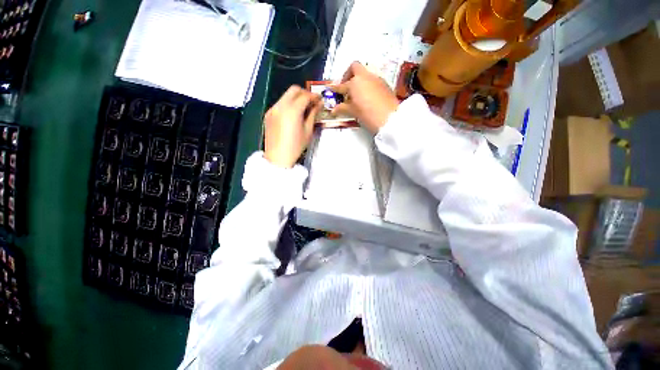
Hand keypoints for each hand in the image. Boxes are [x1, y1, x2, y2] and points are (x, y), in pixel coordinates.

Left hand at [264, 85, 321, 167]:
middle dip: (305, 93)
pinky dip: (288, 104)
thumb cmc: (295, 147)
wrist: (278, 157)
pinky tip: (293, 115)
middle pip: (294, 90)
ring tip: (304, 109)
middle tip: (312, 101)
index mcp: (292, 111)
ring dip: (296, 98)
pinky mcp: (269, 114)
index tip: (320, 100)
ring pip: (286, 95)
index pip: (305, 96)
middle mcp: (281, 106)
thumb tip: (318, 105)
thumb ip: (313, 115)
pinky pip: (280, 103)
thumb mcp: (308, 131)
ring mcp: (273, 109)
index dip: (314, 96)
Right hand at [331, 62, 399, 132]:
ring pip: (365, 74)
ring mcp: (376, 79)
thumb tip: (334, 110)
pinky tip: (367, 97)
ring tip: (357, 95)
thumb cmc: (368, 114)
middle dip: (348, 75)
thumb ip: (342, 108)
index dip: (335, 88)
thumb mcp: (353, 112)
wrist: (389, 118)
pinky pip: (373, 80)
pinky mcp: (384, 84)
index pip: (341, 85)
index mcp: (355, 83)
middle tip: (346, 87)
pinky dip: (367, 85)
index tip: (331, 89)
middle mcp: (365, 77)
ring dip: (359, 81)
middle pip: (354, 67)